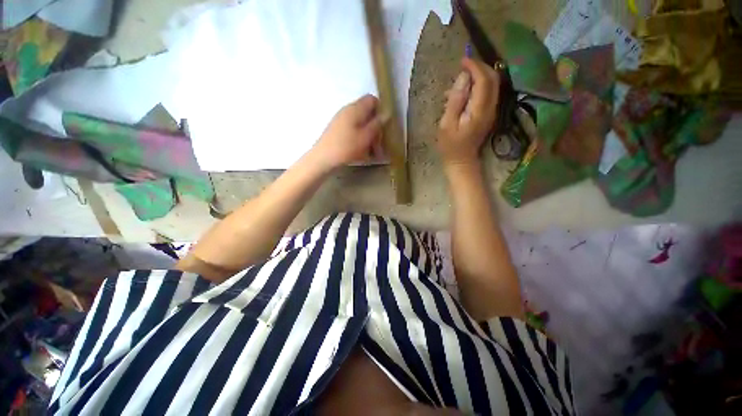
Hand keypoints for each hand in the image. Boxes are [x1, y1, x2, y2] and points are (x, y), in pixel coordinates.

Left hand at [310, 94, 382, 171]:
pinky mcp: (337, 130)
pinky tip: (362, 153)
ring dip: (368, 136)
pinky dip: (360, 139)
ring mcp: (341, 120)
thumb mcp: (366, 137)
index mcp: (355, 109)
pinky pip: (353, 131)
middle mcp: (347, 111)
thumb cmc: (347, 147)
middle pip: (366, 113)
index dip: (380, 110)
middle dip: (375, 127)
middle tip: (379, 144)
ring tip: (372, 152)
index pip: (372, 99)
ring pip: (360, 124)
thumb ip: (377, 124)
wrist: (323, 158)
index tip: (384, 126)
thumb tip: (387, 113)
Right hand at [437, 57, 500, 168]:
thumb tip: (463, 77)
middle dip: (480, 68)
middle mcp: (491, 107)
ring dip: (479, 76)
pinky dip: (478, 86)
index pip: (483, 80)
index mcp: (480, 110)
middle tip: (463, 65)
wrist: (461, 161)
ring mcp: (492, 111)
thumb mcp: (447, 124)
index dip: (475, 67)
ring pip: (492, 85)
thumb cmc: (450, 145)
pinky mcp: (489, 114)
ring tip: (460, 79)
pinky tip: (463, 92)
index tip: (462, 61)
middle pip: (493, 79)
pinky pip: (487, 93)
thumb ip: (455, 100)